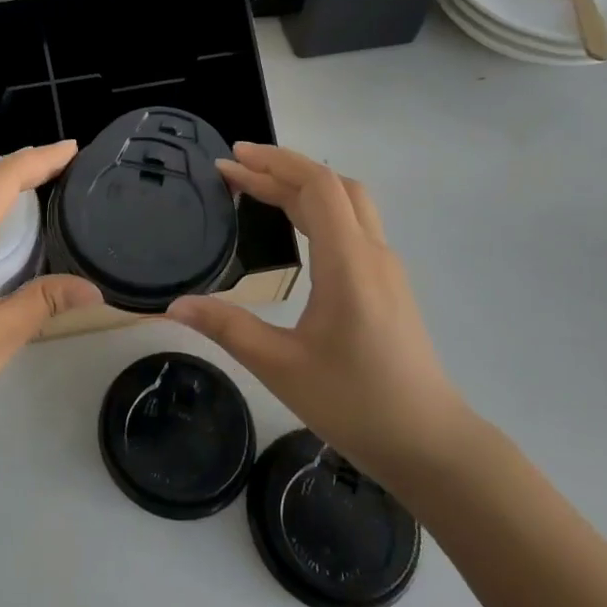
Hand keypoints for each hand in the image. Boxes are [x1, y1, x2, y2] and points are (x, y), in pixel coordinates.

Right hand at [168, 143, 474, 484]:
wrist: (431, 446)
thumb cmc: (357, 404)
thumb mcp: (280, 368)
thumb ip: (227, 328)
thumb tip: (174, 305)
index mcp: (349, 264)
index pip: (317, 187)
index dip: (273, 164)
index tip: (230, 160)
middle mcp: (373, 254)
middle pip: (333, 185)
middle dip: (282, 168)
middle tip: (235, 170)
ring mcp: (386, 268)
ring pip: (348, 203)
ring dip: (303, 186)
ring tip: (258, 188)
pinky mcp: (389, 284)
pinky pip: (354, 225)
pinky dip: (319, 208)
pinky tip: (295, 226)